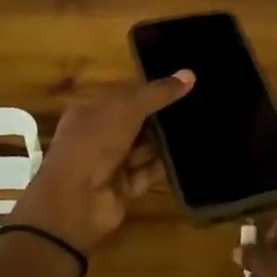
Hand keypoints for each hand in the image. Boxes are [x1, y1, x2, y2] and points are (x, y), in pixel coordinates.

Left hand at [10, 71, 194, 254]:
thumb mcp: (126, 109)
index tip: (182, 83)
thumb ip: (158, 93)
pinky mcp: (125, 189)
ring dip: (166, 140)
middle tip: (198, 103)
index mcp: (90, 111)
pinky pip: (149, 172)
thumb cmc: (93, 143)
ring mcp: (111, 164)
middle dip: (162, 115)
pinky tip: (192, 152)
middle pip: (136, 122)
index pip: (124, 95)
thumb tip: (190, 74)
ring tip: (202, 125)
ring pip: (144, 147)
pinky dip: (166, 164)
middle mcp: (99, 136)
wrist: (74, 202)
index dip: (150, 89)